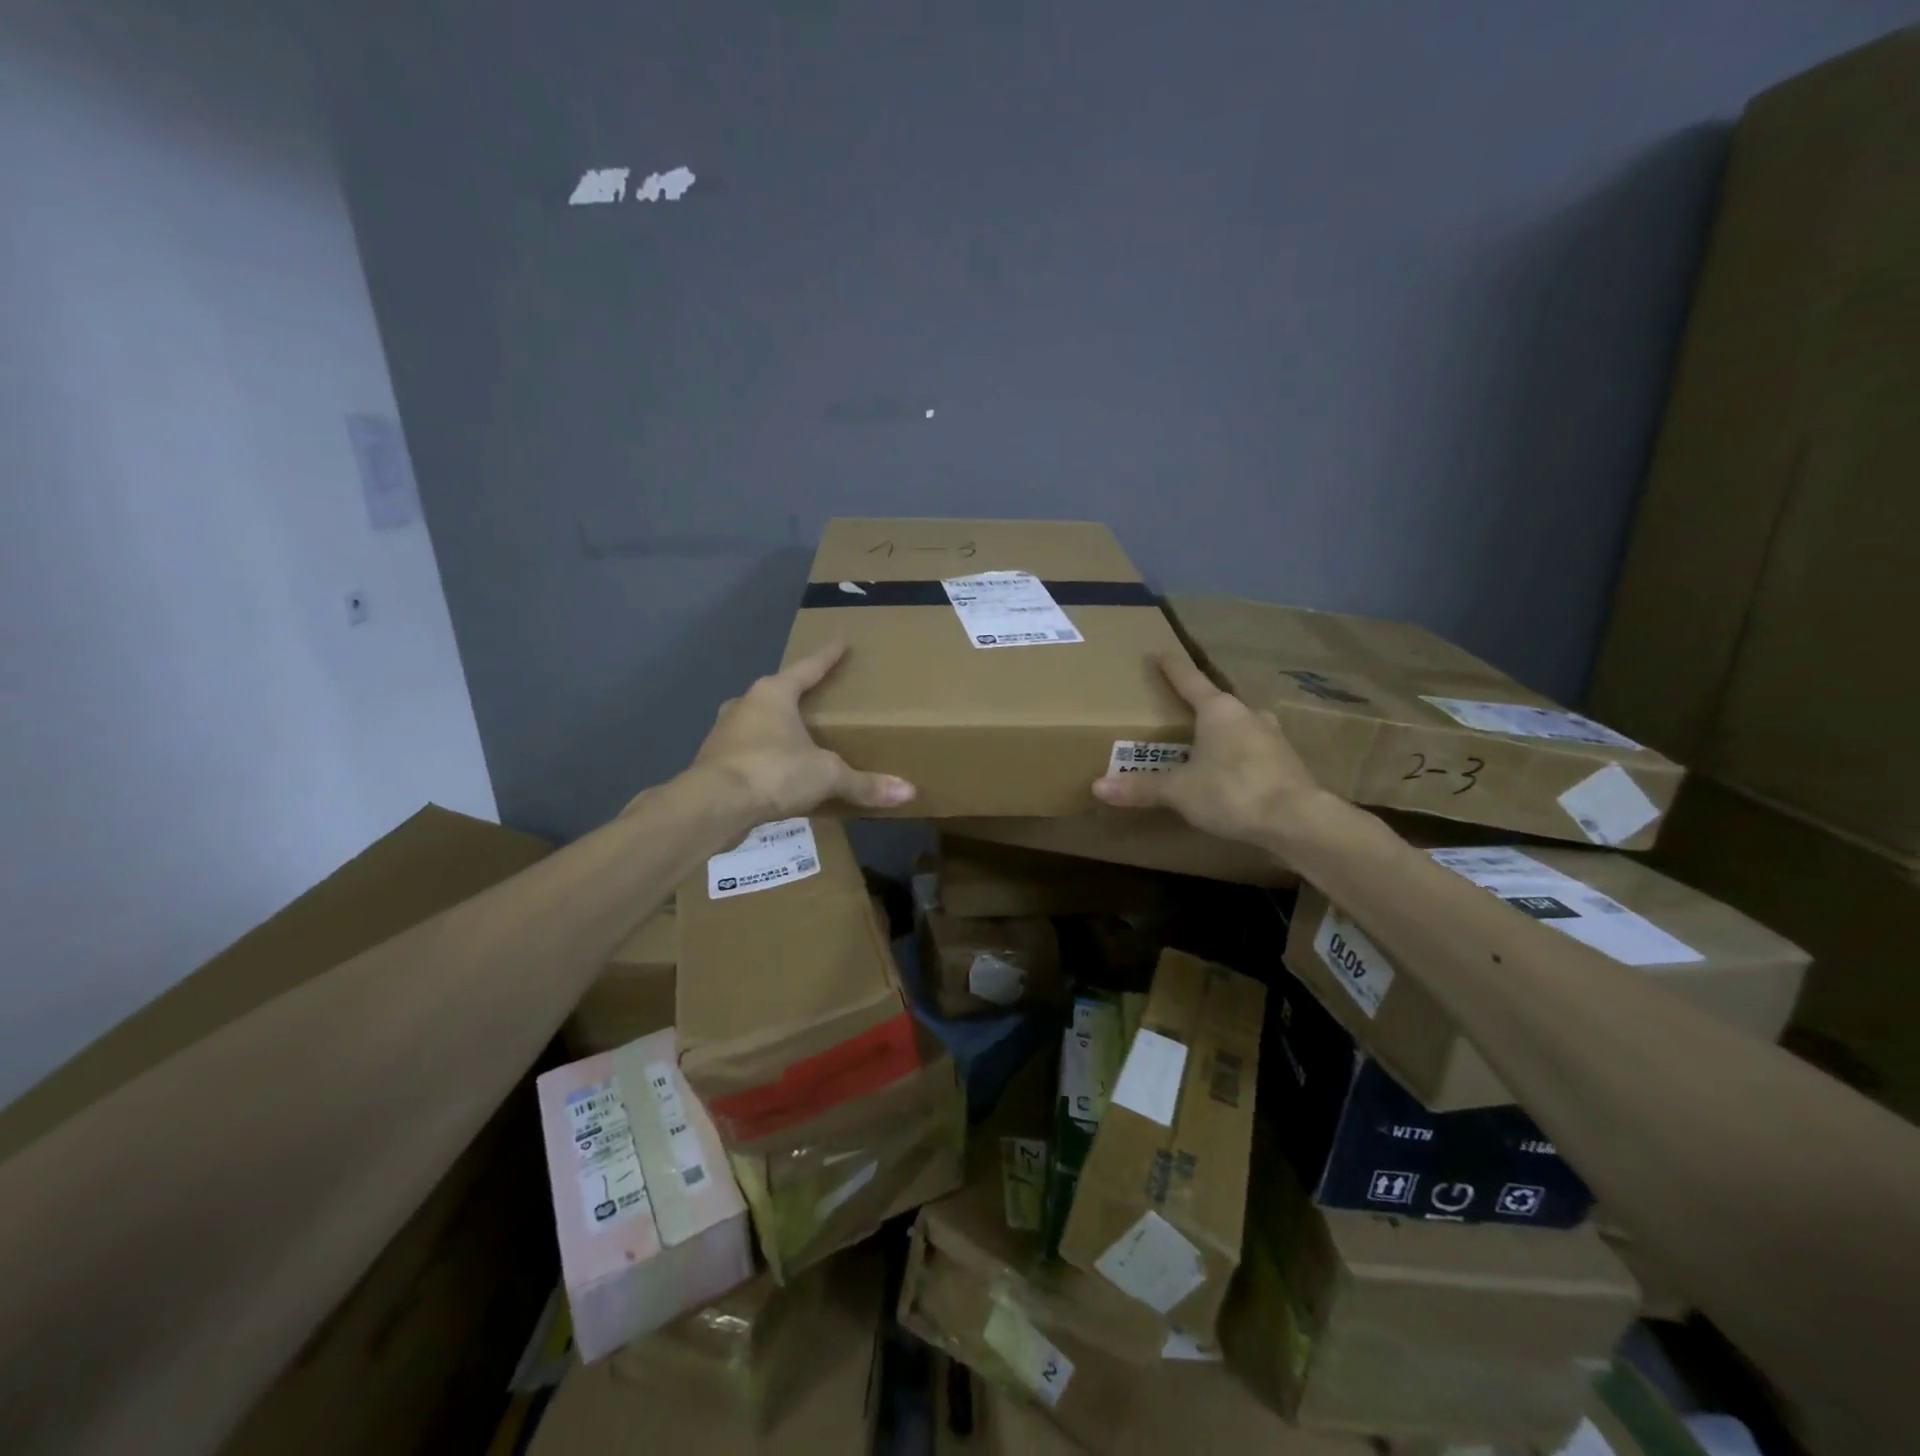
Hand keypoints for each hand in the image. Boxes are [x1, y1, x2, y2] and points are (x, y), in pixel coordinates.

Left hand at [687, 643, 915, 823]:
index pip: (808, 668)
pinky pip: (746, 752)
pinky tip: (775, 772)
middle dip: (795, 696)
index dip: (827, 657)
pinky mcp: (713, 762)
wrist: (712, 805)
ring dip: (775, 728)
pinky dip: (763, 757)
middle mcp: (745, 705)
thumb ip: (864, 783)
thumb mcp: (826, 775)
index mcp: (773, 694)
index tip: (841, 641)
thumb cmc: (774, 771)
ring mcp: (724, 733)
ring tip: (797, 739)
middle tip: (816, 699)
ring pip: (756, 723)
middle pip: (776, 693)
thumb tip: (909, 792)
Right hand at [1091, 653, 1325, 845]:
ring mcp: (1273, 737)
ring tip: (1205, 747)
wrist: (1298, 820)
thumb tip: (1097, 787)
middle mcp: (1248, 714)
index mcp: (1219, 710)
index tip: (1159, 653)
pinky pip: (1255, 751)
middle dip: (1199, 708)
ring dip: (1223, 734)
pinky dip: (1239, 757)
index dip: (1171, 668)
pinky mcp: (1288, 762)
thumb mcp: (1179, 791)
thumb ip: (1141, 787)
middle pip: (1217, 704)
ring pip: (1240, 727)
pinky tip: (1231, 774)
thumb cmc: (1232, 791)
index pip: (1189, 680)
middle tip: (1180, 714)